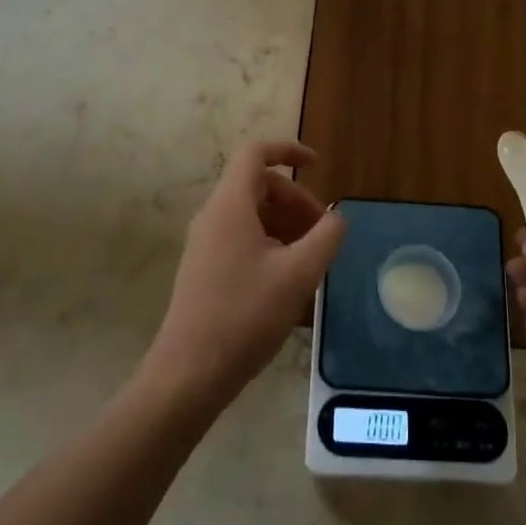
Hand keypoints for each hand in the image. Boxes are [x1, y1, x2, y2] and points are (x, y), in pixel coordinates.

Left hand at [142, 140, 346, 414]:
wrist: (188, 374)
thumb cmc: (245, 315)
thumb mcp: (298, 274)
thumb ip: (326, 237)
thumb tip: (337, 216)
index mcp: (231, 205)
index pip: (256, 153)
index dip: (288, 150)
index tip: (318, 165)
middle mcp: (213, 216)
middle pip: (258, 186)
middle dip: (296, 200)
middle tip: (323, 231)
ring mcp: (204, 244)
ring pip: (251, 216)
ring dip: (285, 226)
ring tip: (311, 260)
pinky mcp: (203, 271)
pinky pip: (241, 240)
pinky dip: (270, 246)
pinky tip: (288, 283)